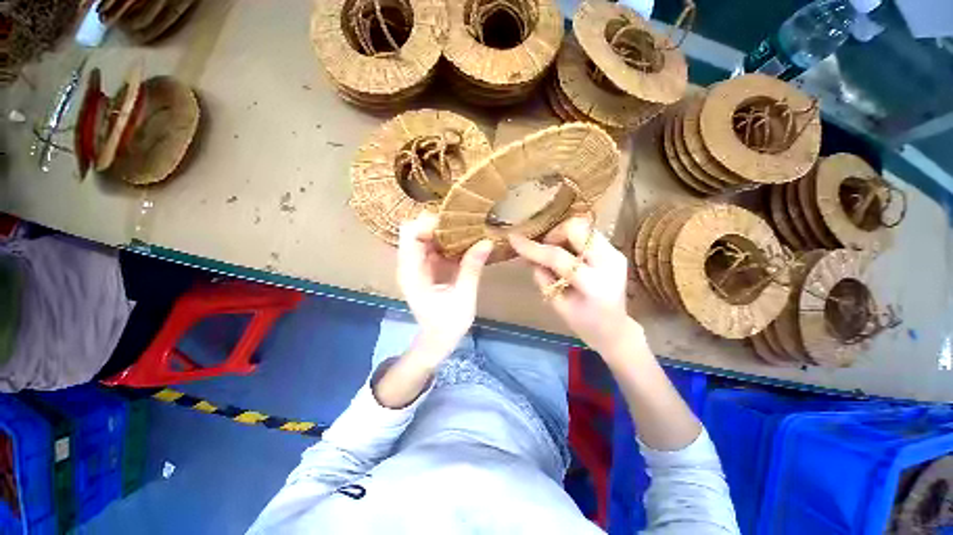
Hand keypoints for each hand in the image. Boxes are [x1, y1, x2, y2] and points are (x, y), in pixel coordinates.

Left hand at [398, 212, 493, 362]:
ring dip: (442, 230)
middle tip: (463, 223)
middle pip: (414, 230)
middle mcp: (408, 265)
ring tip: (466, 228)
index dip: (429, 222)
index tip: (455, 221)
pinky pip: (432, 246)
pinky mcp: (425, 268)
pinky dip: (446, 241)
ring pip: (424, 236)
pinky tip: (463, 242)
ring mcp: (415, 266)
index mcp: (411, 272)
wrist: (438, 340)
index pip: (411, 234)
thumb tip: (486, 241)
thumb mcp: (463, 296)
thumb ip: (471, 268)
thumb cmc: (448, 323)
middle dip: (437, 223)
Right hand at [508, 217, 633, 354]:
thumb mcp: (557, 305)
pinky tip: (567, 254)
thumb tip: (530, 257)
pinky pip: (588, 234)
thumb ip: (543, 279)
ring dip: (563, 235)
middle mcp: (610, 263)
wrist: (615, 329)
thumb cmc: (584, 324)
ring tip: (554, 251)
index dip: (534, 248)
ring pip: (583, 226)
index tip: (514, 240)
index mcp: (594, 285)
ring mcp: (615, 254)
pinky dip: (572, 239)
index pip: (558, 258)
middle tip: (543, 249)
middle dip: (554, 234)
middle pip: (577, 229)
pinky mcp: (615, 251)